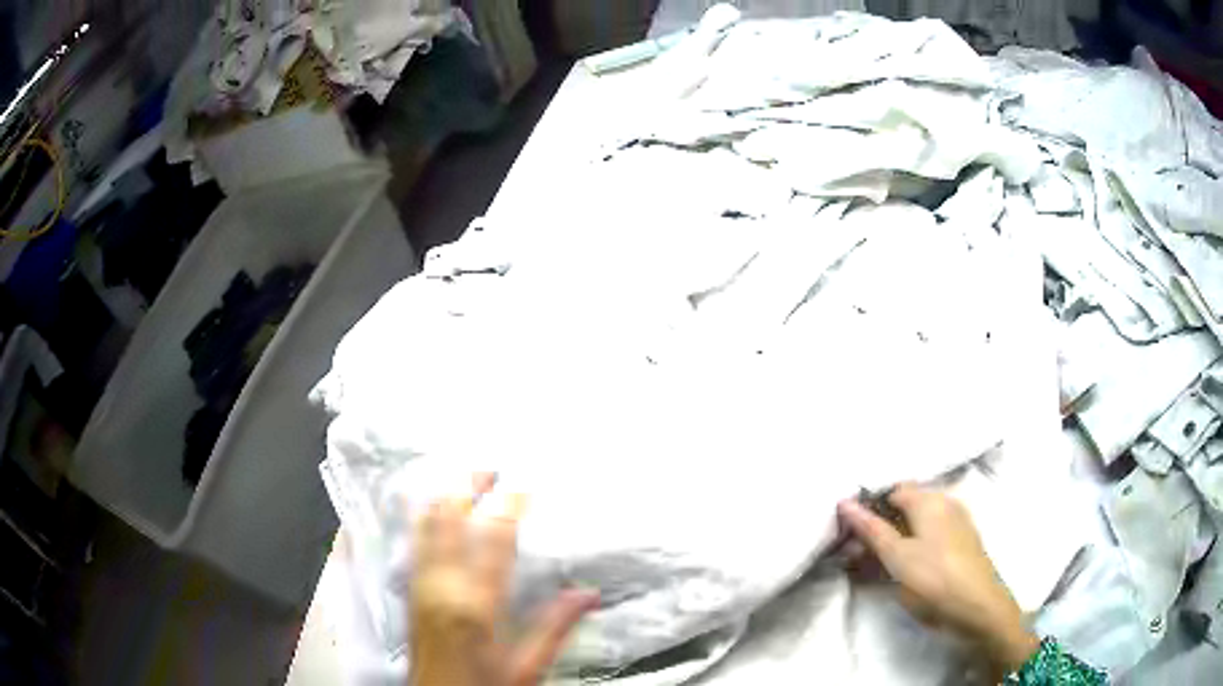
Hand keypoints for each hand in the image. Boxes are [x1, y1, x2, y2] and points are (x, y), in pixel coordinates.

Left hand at [410, 474, 598, 685]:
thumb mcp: (527, 667)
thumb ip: (555, 627)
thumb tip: (588, 594)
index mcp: (476, 605)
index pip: (493, 539)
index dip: (509, 504)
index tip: (525, 483)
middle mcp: (442, 587)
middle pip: (448, 519)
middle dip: (467, 485)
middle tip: (491, 466)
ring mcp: (420, 586)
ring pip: (426, 524)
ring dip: (444, 495)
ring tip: (464, 477)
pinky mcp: (409, 592)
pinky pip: (415, 541)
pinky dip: (425, 516)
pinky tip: (433, 507)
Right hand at [837, 484, 1038, 674]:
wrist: (978, 610)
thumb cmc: (934, 580)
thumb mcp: (897, 557)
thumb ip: (871, 530)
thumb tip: (844, 502)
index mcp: (930, 500)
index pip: (890, 492)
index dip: (867, 509)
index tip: (846, 533)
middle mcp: (944, 504)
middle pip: (903, 508)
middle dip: (877, 528)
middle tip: (854, 555)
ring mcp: (955, 525)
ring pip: (914, 525)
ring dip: (891, 541)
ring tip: (870, 567)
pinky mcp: (959, 545)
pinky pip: (927, 539)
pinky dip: (909, 549)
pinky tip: (898, 571)